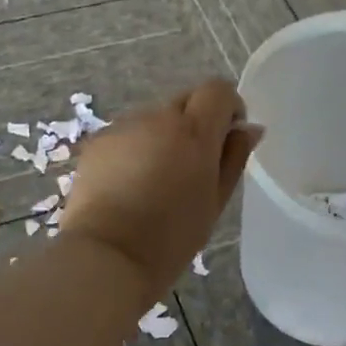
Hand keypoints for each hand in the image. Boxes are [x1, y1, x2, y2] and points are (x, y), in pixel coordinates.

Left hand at [61, 79, 262, 299]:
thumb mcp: (215, 201)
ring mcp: (123, 127)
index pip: (218, 90)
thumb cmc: (172, 236)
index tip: (227, 138)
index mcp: (194, 131)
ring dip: (163, 137)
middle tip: (193, 167)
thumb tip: (248, 128)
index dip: (228, 108)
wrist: (107, 255)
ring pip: (154, 118)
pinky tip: (129, 186)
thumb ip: (234, 158)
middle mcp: (158, 117)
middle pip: (185, 101)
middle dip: (196, 123)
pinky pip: (127, 135)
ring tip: (157, 181)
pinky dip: (135, 149)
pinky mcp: (97, 142)